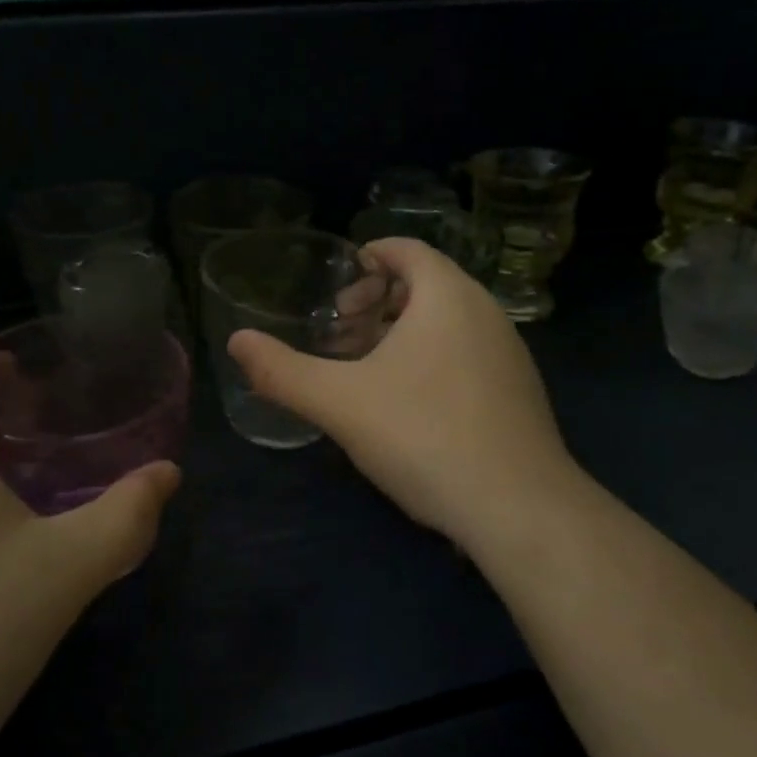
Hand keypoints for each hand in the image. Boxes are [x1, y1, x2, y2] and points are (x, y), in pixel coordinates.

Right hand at [228, 238, 578, 558]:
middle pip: (426, 284)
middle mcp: (486, 312)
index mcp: (447, 296)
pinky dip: (432, 359)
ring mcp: (509, 353)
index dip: (368, 258)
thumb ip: (282, 371)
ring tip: (366, 369)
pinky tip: (408, 406)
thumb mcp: (339, 403)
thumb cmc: (423, 435)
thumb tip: (236, 342)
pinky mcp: (519, 391)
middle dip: (378, 300)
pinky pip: (467, 353)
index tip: (336, 289)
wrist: (519, 508)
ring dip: (403, 333)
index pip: (407, 249)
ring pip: (448, 322)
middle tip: (341, 334)